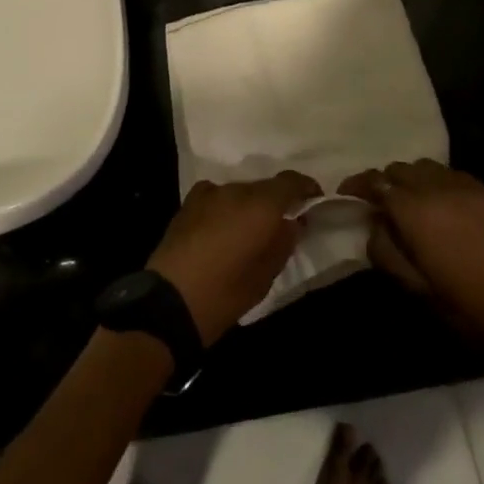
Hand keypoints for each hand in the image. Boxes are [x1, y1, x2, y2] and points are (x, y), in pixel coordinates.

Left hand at [147, 172, 321, 345]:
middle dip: (276, 201)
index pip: (289, 182)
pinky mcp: (188, 203)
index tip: (314, 199)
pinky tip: (223, 227)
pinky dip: (225, 207)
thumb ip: (282, 243)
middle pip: (263, 187)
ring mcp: (208, 194)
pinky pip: (216, 197)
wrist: (169, 301)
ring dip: (249, 205)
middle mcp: (235, 191)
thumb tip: (291, 224)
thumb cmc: (225, 294)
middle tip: (282, 224)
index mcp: (259, 206)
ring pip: (239, 192)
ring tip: (250, 231)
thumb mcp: (265, 276)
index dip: (305, 188)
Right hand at [339, 160, 483, 380]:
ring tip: (412, 204)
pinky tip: (444, 207)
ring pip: (426, 167)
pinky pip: (452, 175)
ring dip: (412, 180)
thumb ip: (385, 251)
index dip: (357, 185)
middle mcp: (437, 188)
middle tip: (380, 206)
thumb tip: (374, 226)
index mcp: (415, 211)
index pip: (376, 182)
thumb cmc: (467, 308)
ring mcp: (466, 187)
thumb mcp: (415, 289)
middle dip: (385, 183)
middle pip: (399, 169)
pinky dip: (438, 183)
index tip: (346, 195)